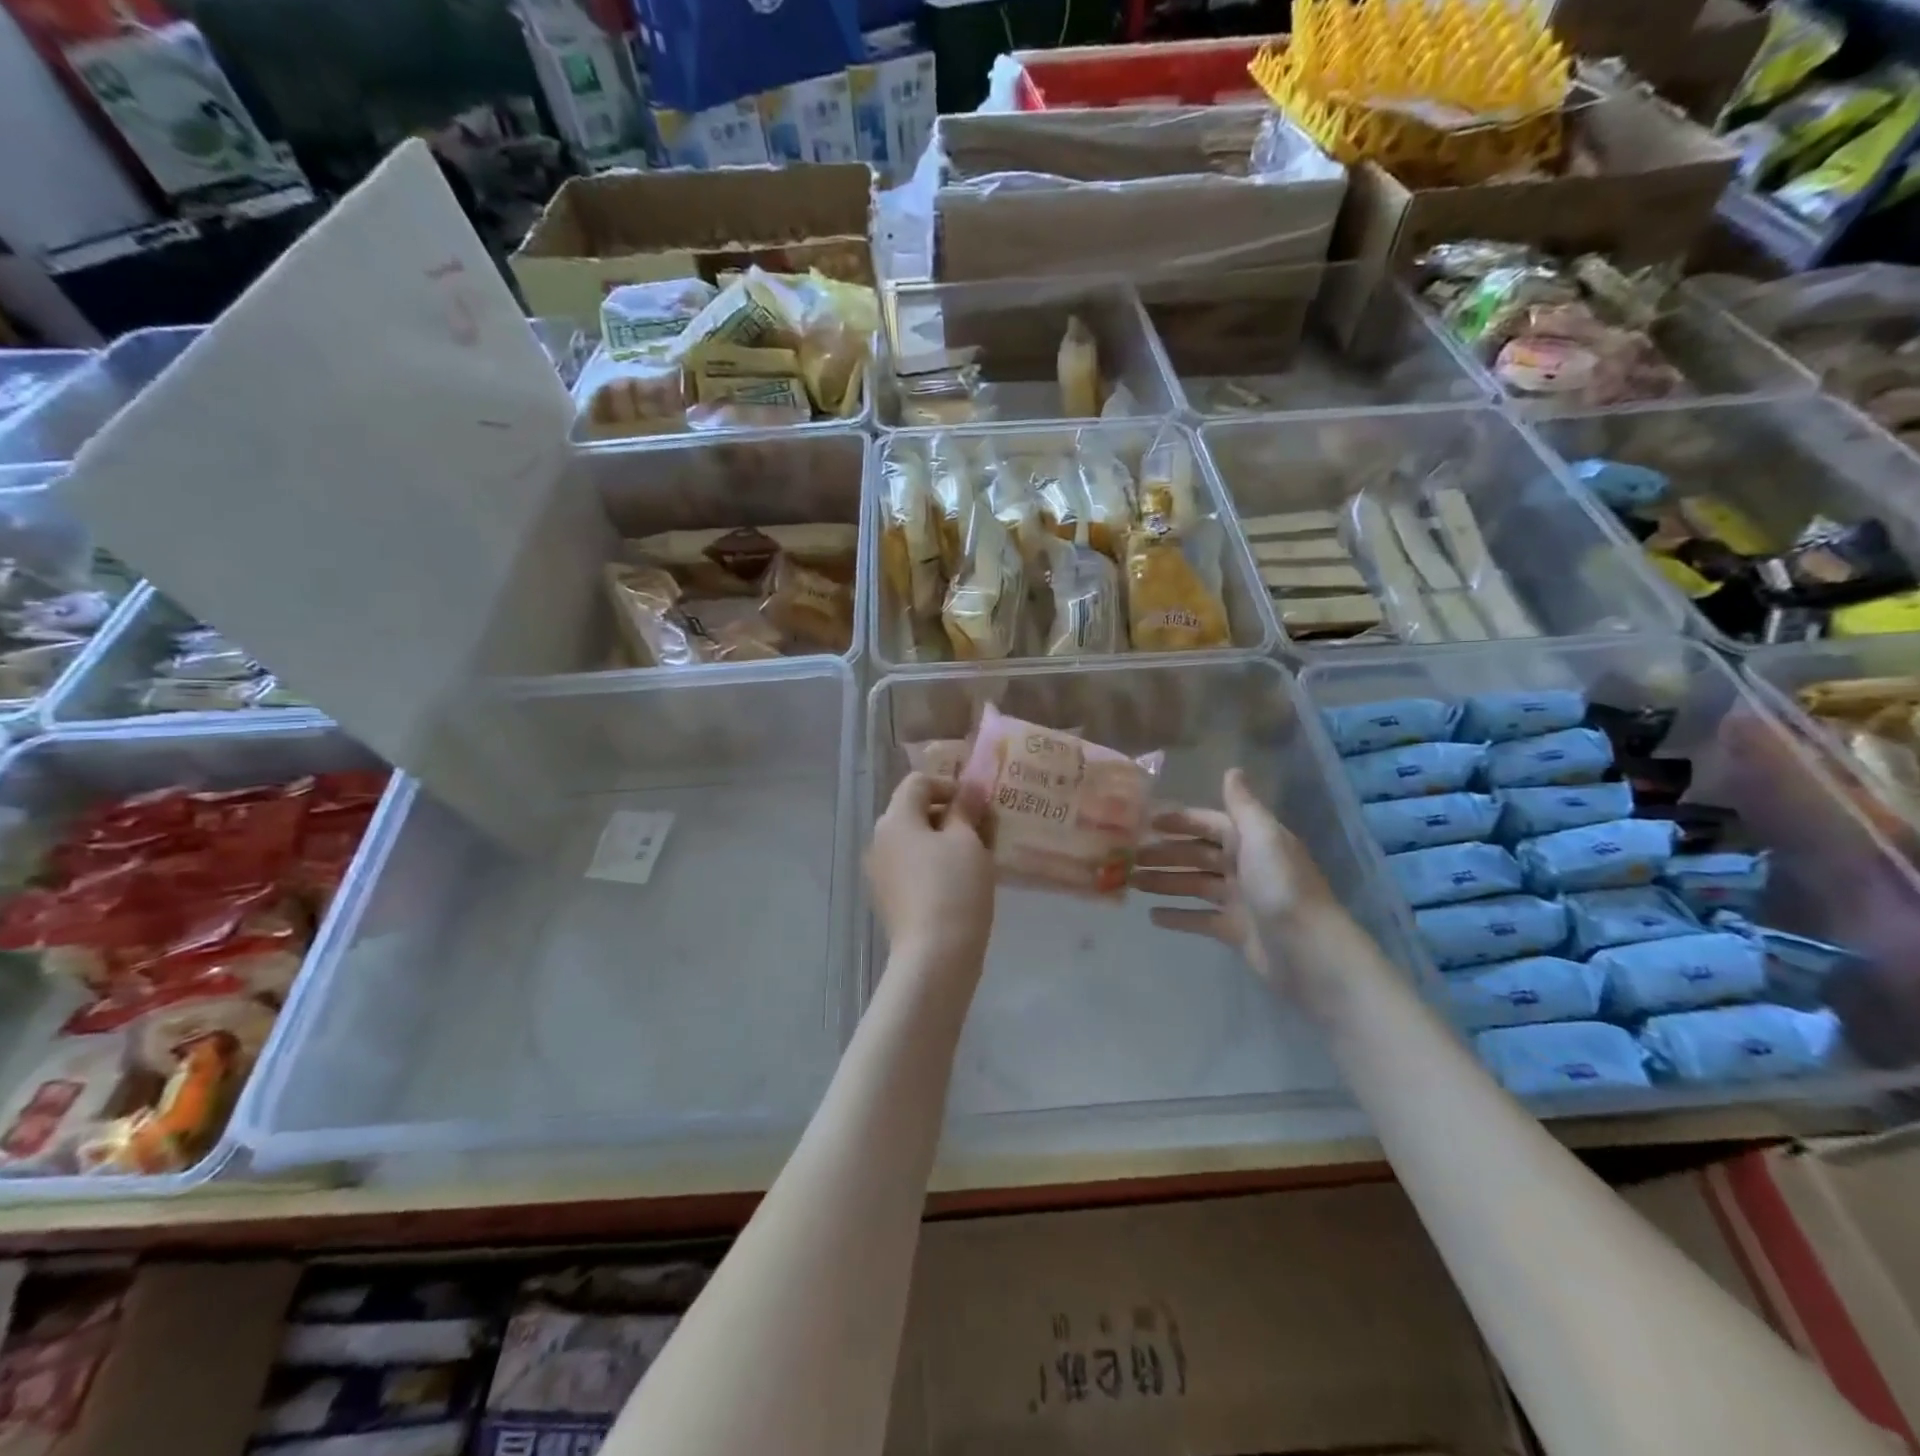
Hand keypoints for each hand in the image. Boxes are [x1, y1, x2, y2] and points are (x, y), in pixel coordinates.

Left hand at [867, 773, 996, 971]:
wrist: (935, 956)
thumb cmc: (954, 888)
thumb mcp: (967, 841)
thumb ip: (966, 809)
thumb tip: (969, 788)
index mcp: (895, 819)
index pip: (918, 782)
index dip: (950, 785)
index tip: (978, 805)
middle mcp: (879, 840)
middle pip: (914, 811)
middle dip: (949, 815)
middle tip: (983, 830)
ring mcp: (881, 872)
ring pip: (914, 842)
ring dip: (944, 841)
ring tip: (977, 858)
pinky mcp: (889, 898)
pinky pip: (912, 867)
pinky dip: (934, 865)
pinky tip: (960, 884)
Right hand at [1133, 768, 1337, 993]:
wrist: (1309, 953)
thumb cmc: (1281, 888)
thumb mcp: (1263, 837)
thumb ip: (1243, 805)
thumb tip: (1232, 770)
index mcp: (1253, 841)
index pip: (1210, 824)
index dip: (1180, 822)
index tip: (1146, 822)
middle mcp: (1246, 866)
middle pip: (1198, 855)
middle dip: (1165, 854)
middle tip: (1129, 857)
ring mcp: (1241, 900)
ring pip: (1194, 885)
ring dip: (1164, 882)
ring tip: (1132, 884)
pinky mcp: (1236, 931)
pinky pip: (1200, 919)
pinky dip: (1178, 916)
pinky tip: (1152, 917)